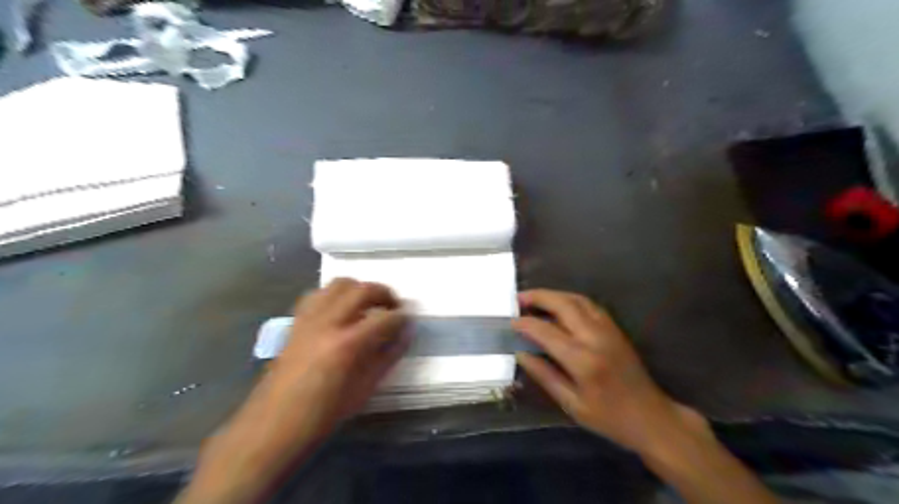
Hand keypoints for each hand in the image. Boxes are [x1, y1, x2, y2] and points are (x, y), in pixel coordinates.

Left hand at [180, 280, 405, 502]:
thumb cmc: (323, 415)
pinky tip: (341, 311)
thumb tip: (405, 334)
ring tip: (368, 305)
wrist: (273, 425)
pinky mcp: (296, 321)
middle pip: (362, 289)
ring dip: (359, 289)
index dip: (402, 318)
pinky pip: (319, 294)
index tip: (409, 322)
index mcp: (347, 344)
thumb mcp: (364, 389)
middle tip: (394, 307)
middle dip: (384, 294)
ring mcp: (309, 319)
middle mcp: (328, 322)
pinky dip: (335, 295)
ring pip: (339, 284)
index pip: (385, 318)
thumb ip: (388, 357)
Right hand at [516, 288, 705, 456]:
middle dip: (538, 297)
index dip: (525, 324)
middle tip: (518, 298)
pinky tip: (560, 305)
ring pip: (578, 299)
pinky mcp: (616, 329)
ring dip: (554, 294)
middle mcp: (595, 337)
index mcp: (583, 360)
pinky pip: (590, 305)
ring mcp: (608, 330)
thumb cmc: (609, 418)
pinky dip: (570, 299)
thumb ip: (544, 375)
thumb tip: (520, 353)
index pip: (546, 331)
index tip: (510, 322)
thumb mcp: (572, 404)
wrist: (651, 417)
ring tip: (535, 298)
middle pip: (563, 305)